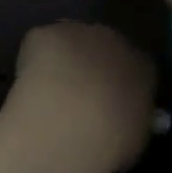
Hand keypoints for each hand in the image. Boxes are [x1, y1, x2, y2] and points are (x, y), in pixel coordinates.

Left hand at [1, 22, 156, 172]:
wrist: (70, 122)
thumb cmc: (110, 141)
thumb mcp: (134, 141)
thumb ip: (130, 122)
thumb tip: (121, 121)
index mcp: (142, 66)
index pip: (134, 69)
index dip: (118, 86)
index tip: (107, 106)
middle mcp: (114, 40)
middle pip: (102, 49)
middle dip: (90, 69)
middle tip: (75, 98)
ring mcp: (77, 32)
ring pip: (68, 43)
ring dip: (62, 62)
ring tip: (48, 94)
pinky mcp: (45, 33)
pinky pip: (39, 45)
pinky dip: (33, 63)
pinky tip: (29, 88)